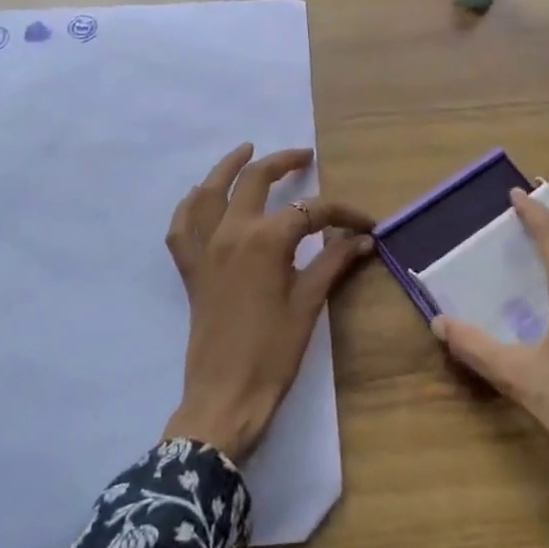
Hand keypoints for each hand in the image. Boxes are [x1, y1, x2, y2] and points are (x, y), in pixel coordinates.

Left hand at [162, 143, 375, 464]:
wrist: (225, 396)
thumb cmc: (274, 352)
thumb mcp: (309, 304)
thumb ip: (333, 262)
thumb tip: (362, 239)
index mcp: (266, 240)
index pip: (311, 211)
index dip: (342, 212)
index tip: (366, 223)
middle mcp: (231, 232)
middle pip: (256, 181)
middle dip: (283, 163)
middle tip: (305, 157)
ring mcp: (205, 248)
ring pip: (211, 192)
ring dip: (229, 167)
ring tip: (247, 151)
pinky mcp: (191, 269)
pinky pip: (182, 227)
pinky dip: (190, 206)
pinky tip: (201, 196)